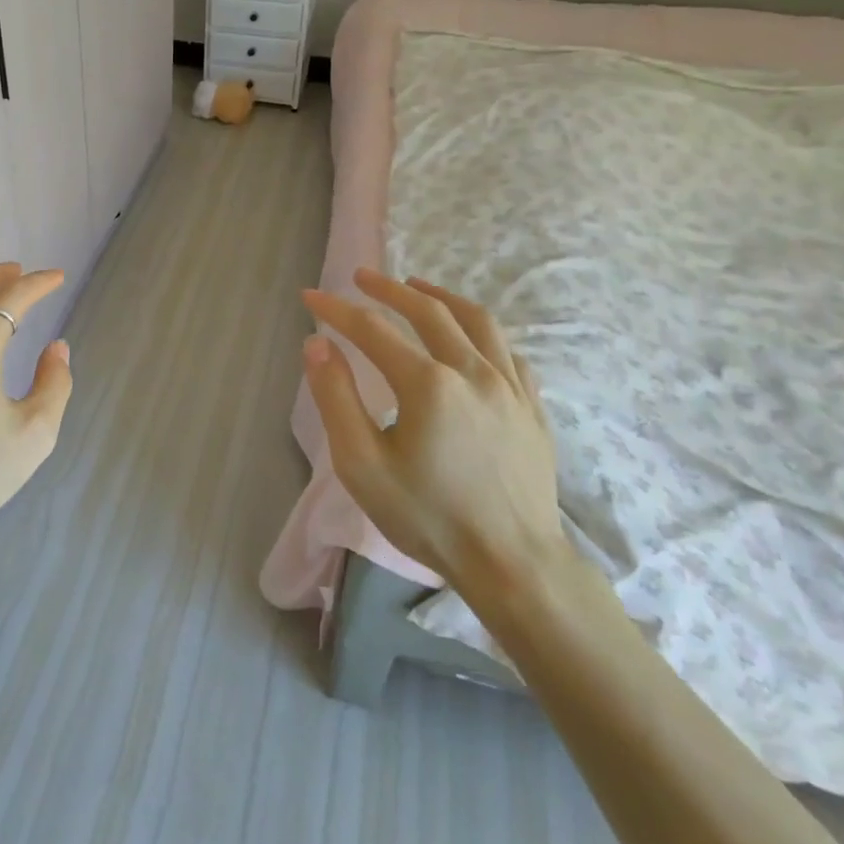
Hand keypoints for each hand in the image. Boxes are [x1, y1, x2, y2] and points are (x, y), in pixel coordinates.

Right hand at [300, 268, 568, 605]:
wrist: (514, 565)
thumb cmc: (428, 517)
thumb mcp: (362, 463)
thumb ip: (336, 397)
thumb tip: (317, 344)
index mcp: (428, 383)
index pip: (373, 329)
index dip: (337, 309)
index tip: (310, 296)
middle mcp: (473, 371)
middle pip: (428, 310)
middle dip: (388, 289)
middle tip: (361, 277)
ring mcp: (510, 388)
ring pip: (476, 321)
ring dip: (440, 296)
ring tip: (417, 286)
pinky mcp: (532, 408)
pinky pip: (509, 351)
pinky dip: (481, 332)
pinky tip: (470, 337)